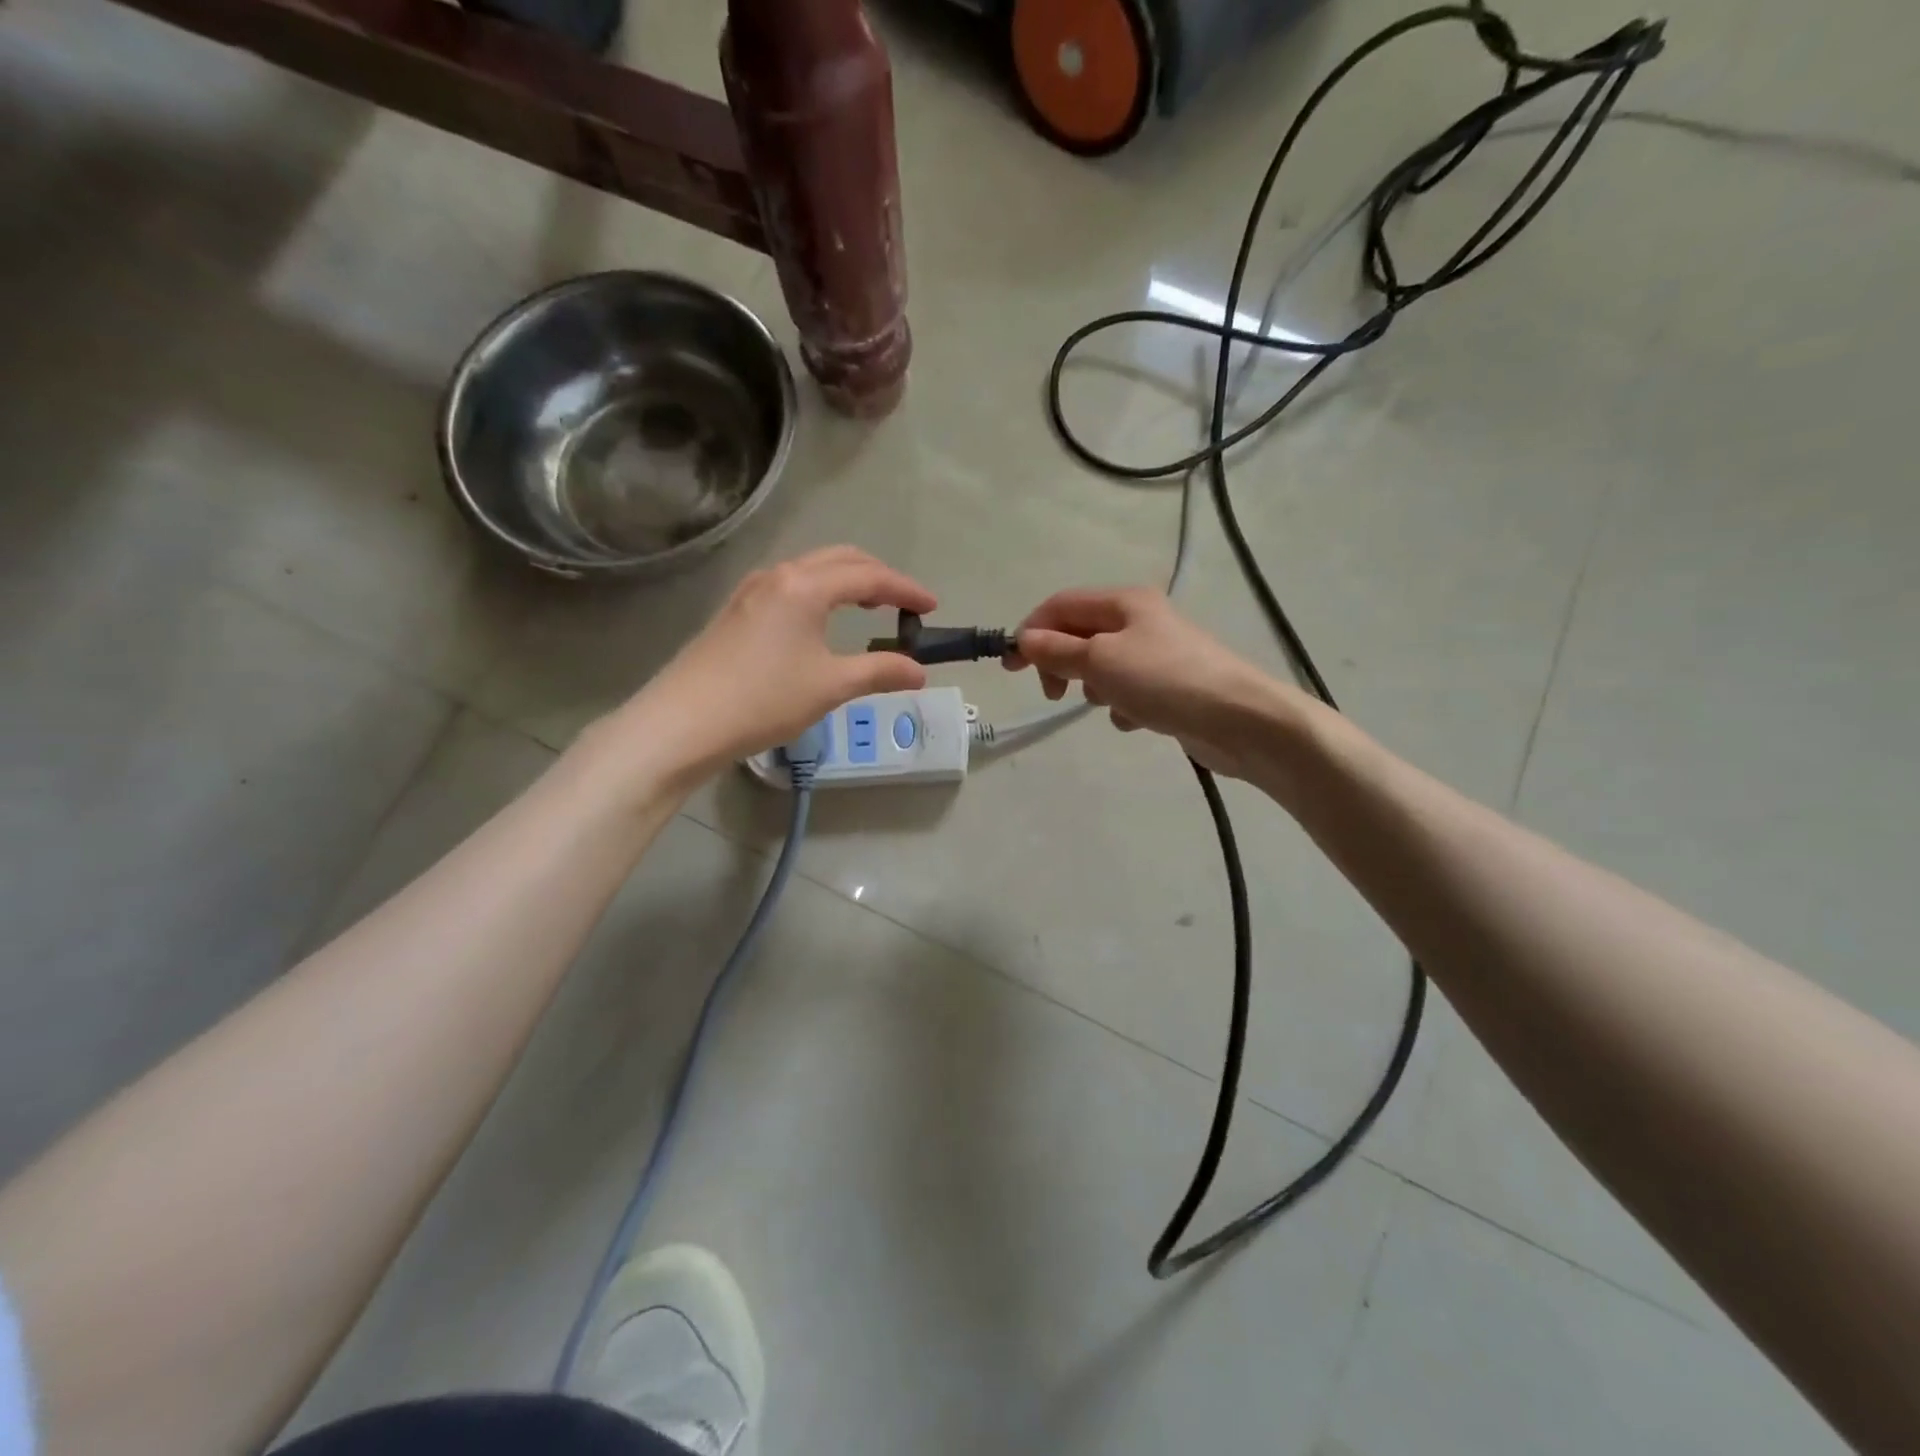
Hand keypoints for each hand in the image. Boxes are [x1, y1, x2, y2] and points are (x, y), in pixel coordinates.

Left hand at [626, 546, 936, 776]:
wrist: (683, 722)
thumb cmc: (764, 700)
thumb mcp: (831, 686)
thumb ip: (880, 672)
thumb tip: (918, 671)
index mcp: (806, 586)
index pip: (869, 577)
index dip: (905, 589)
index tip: (932, 606)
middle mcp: (779, 575)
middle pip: (840, 559)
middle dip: (877, 576)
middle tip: (903, 603)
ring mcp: (752, 590)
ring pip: (811, 570)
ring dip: (846, 581)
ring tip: (868, 608)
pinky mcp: (736, 611)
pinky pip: (790, 586)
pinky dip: (820, 593)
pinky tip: (821, 621)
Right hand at [1007, 587, 1298, 777]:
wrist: (1239, 719)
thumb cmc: (1164, 680)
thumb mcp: (1101, 661)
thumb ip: (1057, 650)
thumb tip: (1023, 640)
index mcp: (1124, 601)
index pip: (1061, 605)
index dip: (1031, 631)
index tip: (1011, 667)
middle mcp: (1140, 620)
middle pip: (1080, 634)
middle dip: (1061, 662)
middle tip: (1054, 693)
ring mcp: (1156, 653)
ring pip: (1102, 665)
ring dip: (1093, 686)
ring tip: (1108, 703)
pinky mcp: (1169, 685)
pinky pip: (1128, 690)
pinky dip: (1122, 705)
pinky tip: (1135, 720)